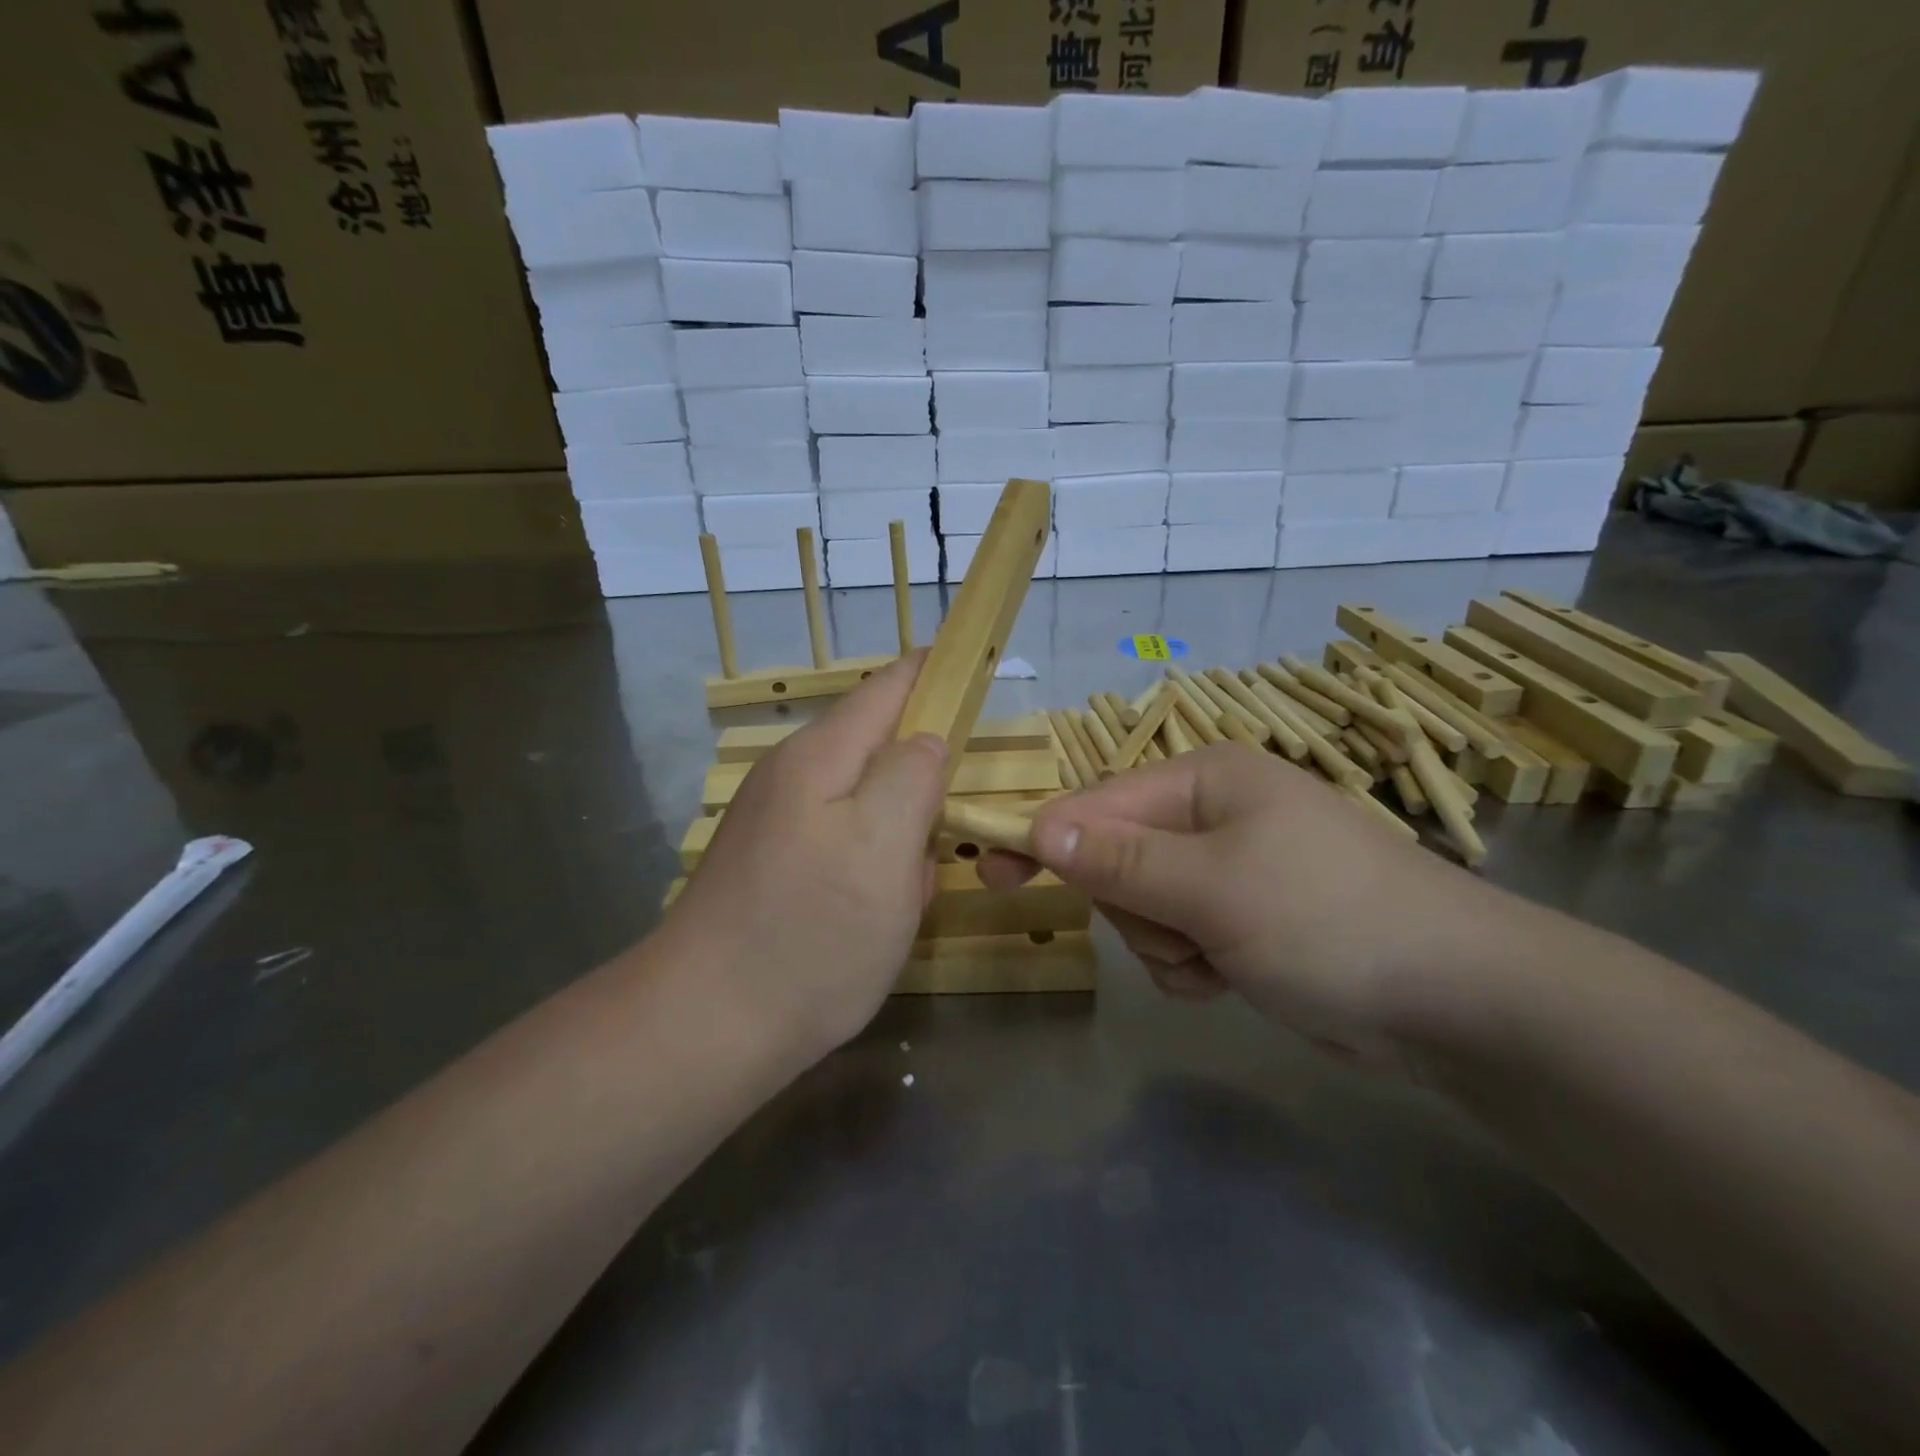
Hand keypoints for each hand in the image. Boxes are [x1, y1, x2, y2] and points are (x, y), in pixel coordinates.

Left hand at [664, 653, 949, 1062]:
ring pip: (867, 804)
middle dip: (927, 777)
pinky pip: (845, 846)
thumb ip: (913, 775)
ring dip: (902, 835)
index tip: (985, 676)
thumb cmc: (810, 933)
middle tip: (956, 825)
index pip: (891, 686)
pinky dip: (874, 868)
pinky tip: (878, 914)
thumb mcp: (883, 846)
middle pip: (880, 746)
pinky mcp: (775, 867)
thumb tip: (928, 739)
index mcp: (821, 756)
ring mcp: (779, 824)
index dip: (939, 674)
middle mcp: (794, 777)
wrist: (704, 1029)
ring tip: (912, 888)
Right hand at [979, 744, 1510, 1070]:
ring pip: (1143, 906)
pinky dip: (1191, 964)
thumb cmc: (1329, 920)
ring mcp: (1230, 868)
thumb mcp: (1212, 887)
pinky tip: (1232, 977)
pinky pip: (1178, 938)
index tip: (989, 873)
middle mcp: (1213, 813)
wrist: (1458, 1001)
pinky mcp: (1244, 919)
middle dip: (1134, 907)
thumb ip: (1119, 859)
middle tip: (1180, 931)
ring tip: (1219, 960)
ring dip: (1165, 943)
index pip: (1097, 804)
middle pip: (1117, 858)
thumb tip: (1038, 827)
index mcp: (1204, 779)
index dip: (1044, 839)